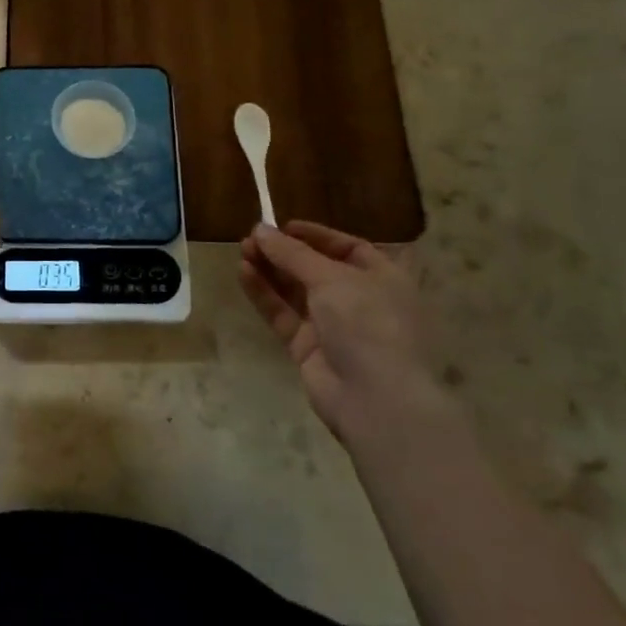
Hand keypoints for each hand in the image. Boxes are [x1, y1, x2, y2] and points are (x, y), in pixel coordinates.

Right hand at [239, 220, 446, 447]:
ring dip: (270, 269)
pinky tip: (243, 273)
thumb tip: (260, 229)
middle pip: (316, 269)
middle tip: (252, 238)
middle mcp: (360, 301)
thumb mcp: (331, 278)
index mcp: (383, 279)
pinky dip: (264, 293)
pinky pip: (282, 314)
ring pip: (295, 291)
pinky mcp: (308, 348)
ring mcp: (333, 326)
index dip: (316, 236)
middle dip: (285, 252)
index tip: (282, 226)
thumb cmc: (368, 324)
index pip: (348, 248)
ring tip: (242, 250)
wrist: (376, 400)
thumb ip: (292, 253)